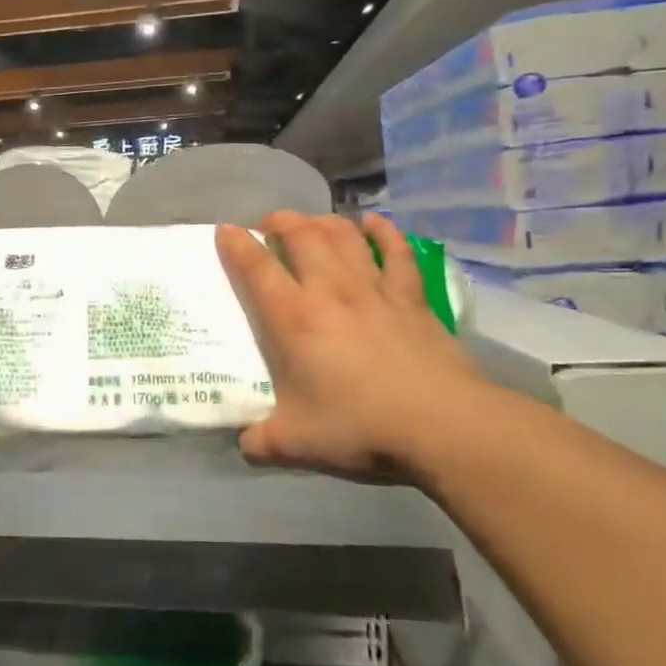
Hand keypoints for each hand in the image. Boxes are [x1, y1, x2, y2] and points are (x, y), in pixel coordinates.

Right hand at [215, 211, 489, 475]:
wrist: (441, 424)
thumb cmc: (360, 427)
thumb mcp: (296, 442)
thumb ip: (262, 440)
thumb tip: (244, 444)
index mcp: (294, 319)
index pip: (256, 268)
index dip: (236, 244)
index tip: (224, 230)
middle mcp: (330, 291)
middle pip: (301, 235)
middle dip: (279, 221)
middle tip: (268, 226)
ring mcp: (374, 289)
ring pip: (343, 235)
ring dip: (321, 221)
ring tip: (310, 223)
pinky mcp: (411, 297)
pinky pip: (396, 251)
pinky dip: (382, 231)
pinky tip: (372, 222)